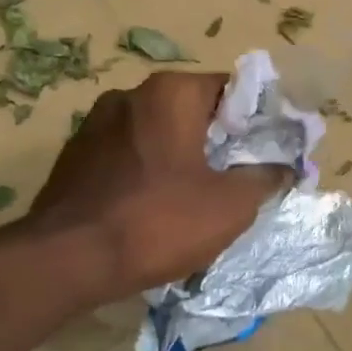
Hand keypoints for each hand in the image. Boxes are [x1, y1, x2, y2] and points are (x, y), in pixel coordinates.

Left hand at [25, 71, 291, 301]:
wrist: (66, 261)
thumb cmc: (158, 222)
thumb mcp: (230, 205)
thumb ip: (265, 176)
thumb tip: (285, 165)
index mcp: (171, 93)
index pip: (232, 89)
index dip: (257, 120)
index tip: (269, 152)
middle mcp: (131, 94)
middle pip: (193, 110)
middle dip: (219, 140)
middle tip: (239, 178)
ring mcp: (95, 123)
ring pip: (158, 133)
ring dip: (182, 156)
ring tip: (197, 196)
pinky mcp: (75, 155)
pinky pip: (128, 154)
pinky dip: (148, 171)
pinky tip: (153, 207)